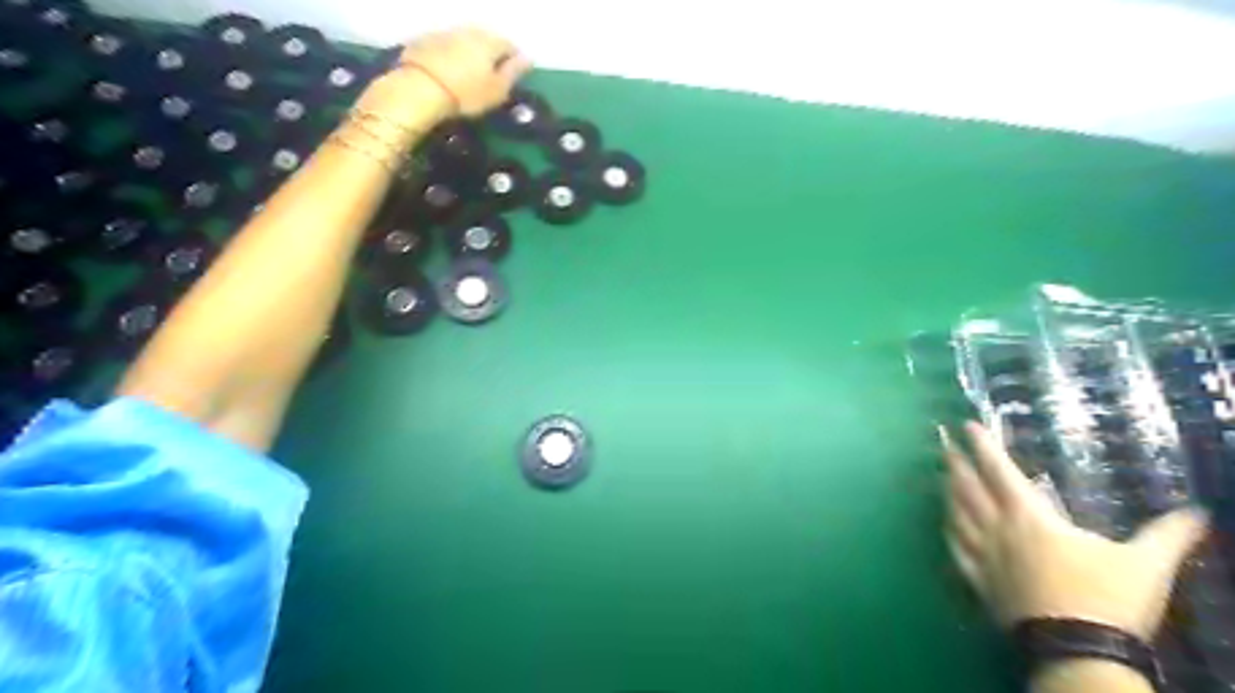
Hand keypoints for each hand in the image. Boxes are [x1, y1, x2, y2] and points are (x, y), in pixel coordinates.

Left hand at [397, 24, 530, 115]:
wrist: (420, 88)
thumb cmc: (467, 94)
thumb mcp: (498, 89)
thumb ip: (514, 72)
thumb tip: (529, 58)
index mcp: (490, 41)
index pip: (510, 46)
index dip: (513, 61)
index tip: (511, 78)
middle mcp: (469, 30)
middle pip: (487, 40)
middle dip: (491, 55)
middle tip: (490, 77)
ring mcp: (446, 32)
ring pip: (465, 40)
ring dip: (470, 54)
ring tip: (469, 74)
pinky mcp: (426, 40)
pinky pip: (446, 45)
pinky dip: (451, 55)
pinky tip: (448, 71)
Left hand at [947, 419, 1207, 641]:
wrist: (1076, 650)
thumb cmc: (1106, 599)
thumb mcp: (1146, 564)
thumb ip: (1168, 535)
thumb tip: (1200, 513)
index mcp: (1029, 517)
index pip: (999, 471)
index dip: (983, 446)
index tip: (967, 425)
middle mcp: (997, 529)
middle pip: (968, 487)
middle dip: (955, 461)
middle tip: (942, 442)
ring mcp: (983, 555)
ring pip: (956, 515)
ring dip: (947, 492)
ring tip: (940, 476)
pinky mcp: (977, 581)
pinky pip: (955, 549)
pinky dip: (948, 532)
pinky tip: (946, 526)